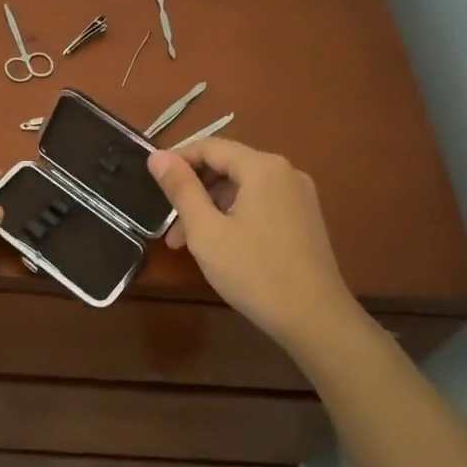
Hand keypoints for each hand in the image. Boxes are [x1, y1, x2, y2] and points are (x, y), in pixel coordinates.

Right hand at [148, 139, 363, 348]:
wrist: (315, 319)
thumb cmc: (254, 271)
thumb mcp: (206, 230)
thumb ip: (181, 188)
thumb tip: (157, 155)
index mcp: (263, 167)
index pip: (210, 147)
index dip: (177, 159)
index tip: (151, 180)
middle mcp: (285, 172)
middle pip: (228, 166)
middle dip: (193, 190)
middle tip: (168, 223)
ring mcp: (299, 196)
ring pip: (243, 188)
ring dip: (211, 207)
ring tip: (187, 243)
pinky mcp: (304, 219)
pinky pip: (260, 204)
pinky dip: (234, 216)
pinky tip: (219, 245)